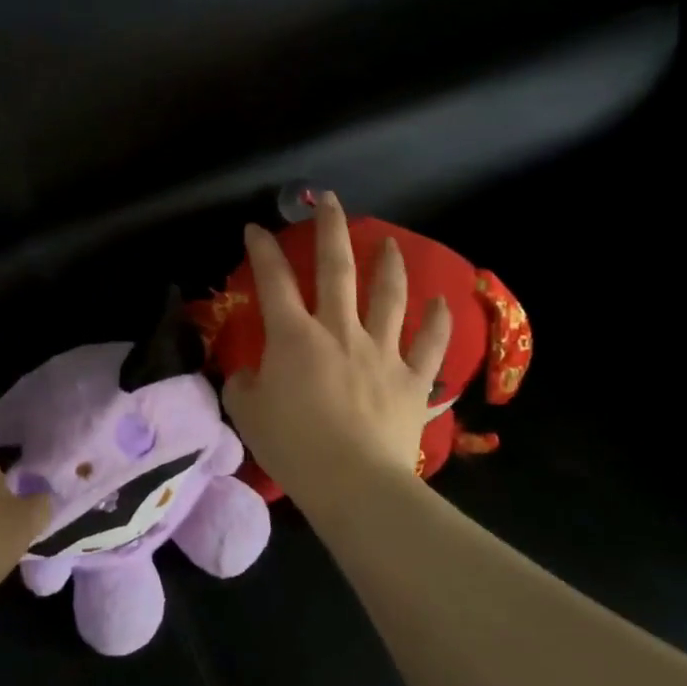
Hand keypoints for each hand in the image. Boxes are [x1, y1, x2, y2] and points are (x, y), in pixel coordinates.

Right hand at [220, 192, 452, 502]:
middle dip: (331, 229)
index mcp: (294, 336)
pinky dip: (438, 322)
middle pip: (337, 269)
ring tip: (390, 242)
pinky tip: (443, 302)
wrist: (354, 484)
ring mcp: (381, 352)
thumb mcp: (248, 413)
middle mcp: (339, 330)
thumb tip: (250, 374)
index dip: (263, 250)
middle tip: (330, 201)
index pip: (273, 280)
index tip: (256, 228)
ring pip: (388, 296)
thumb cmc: (294, 446)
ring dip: (389, 265)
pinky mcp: (412, 380)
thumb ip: (243, 384)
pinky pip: (431, 345)